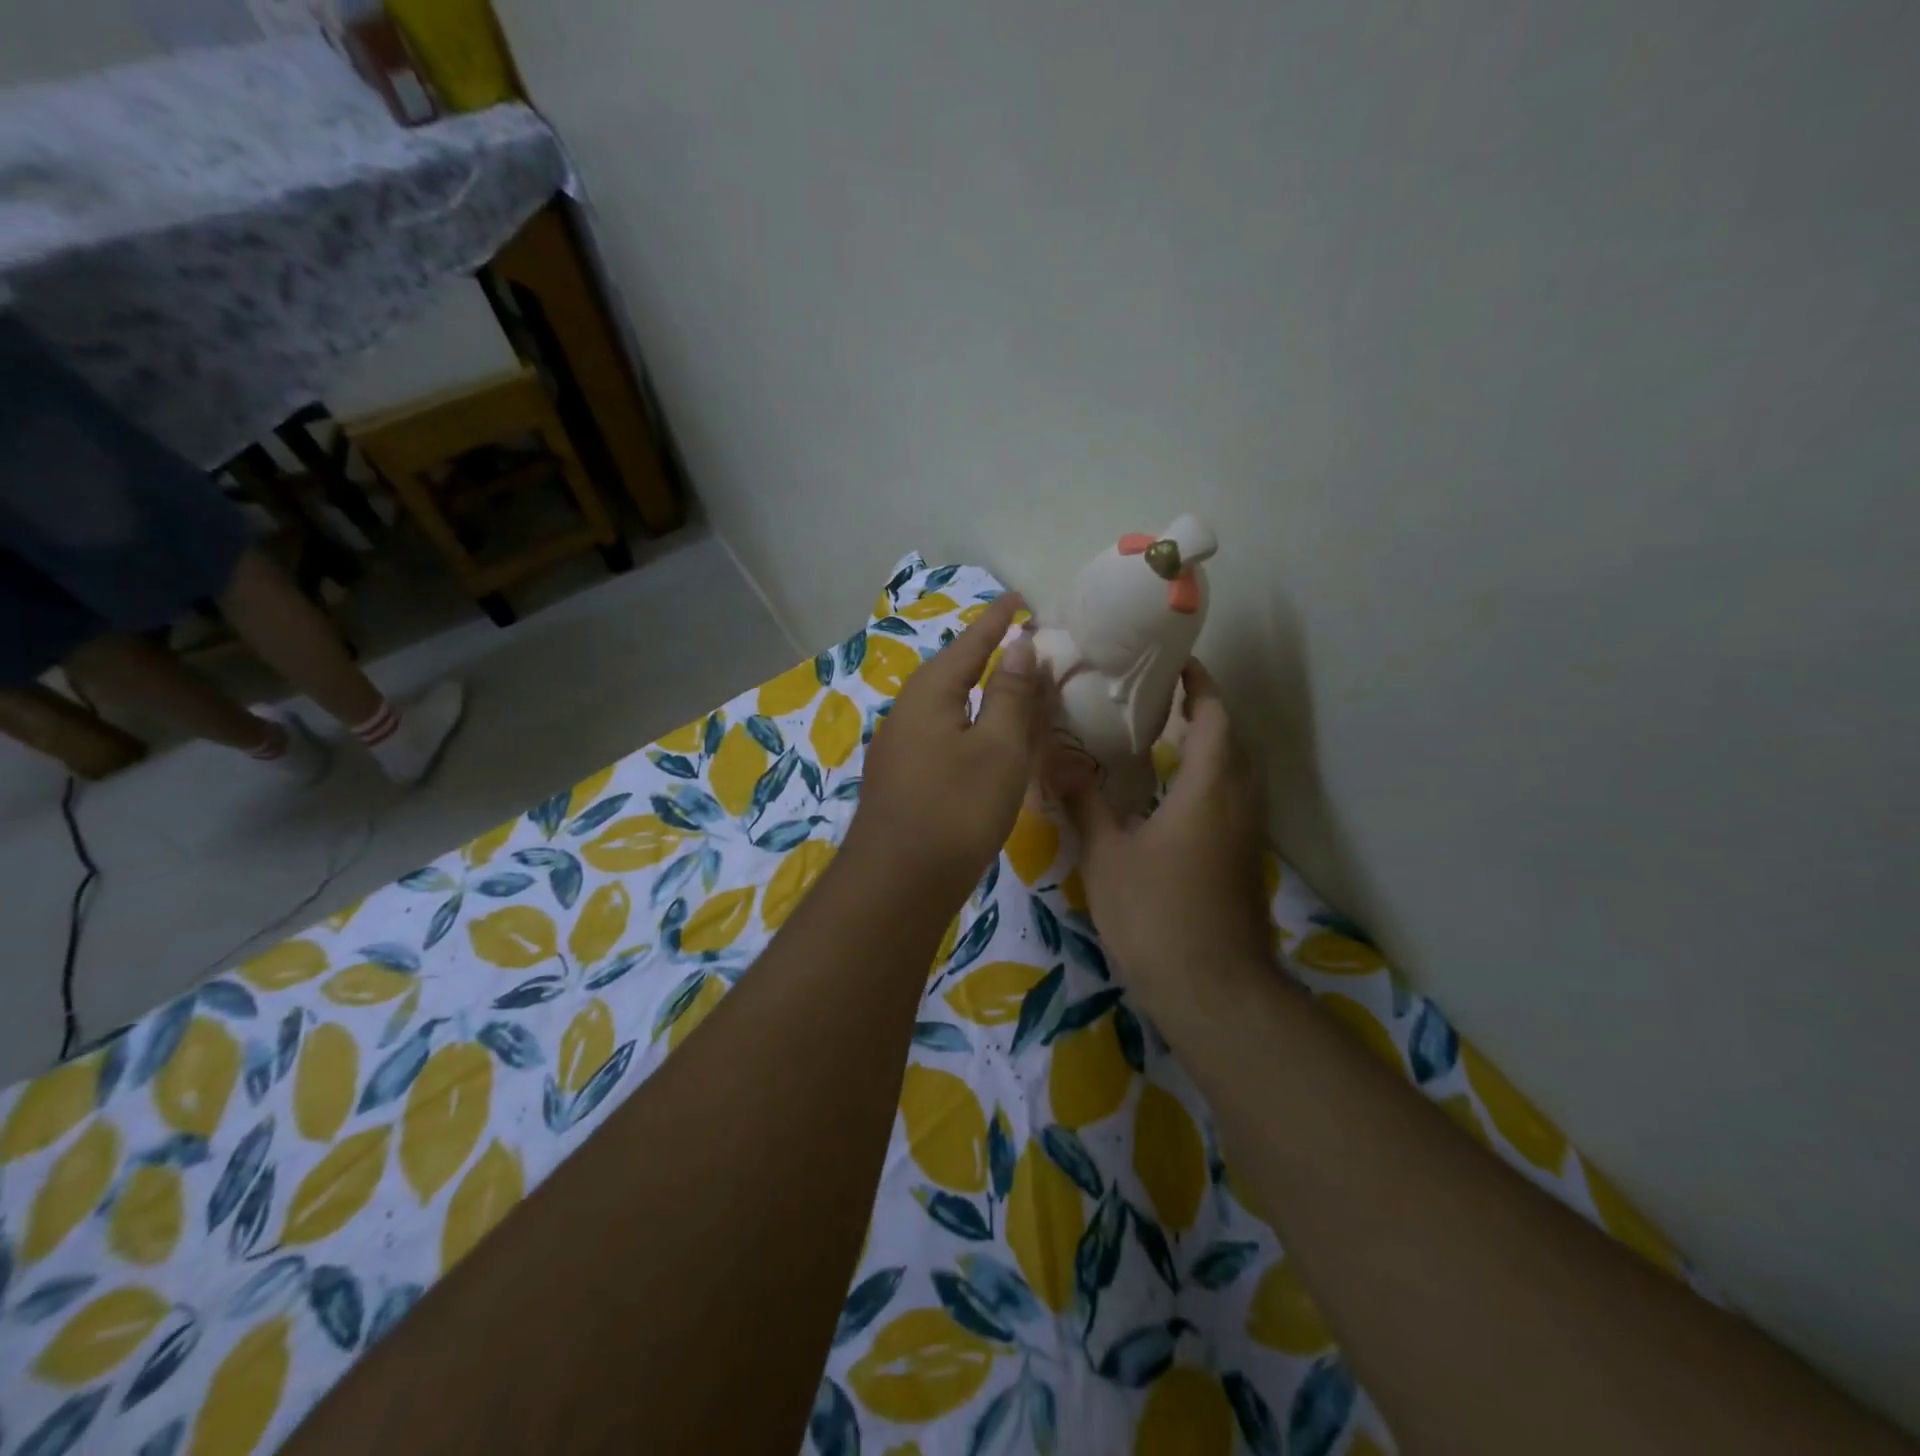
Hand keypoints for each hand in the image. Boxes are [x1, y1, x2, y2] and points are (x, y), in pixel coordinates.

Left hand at [847, 593, 1047, 900]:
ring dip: (976, 691)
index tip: (1020, 598)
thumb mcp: (997, 748)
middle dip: (985, 654)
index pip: (970, 643)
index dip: (997, 621)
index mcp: (929, 693)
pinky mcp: (900, 778)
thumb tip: (1018, 646)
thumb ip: (1008, 695)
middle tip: (1020, 643)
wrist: (897, 883)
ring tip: (1005, 686)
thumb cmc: (956, 808)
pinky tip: (978, 740)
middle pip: (951, 670)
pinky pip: (939, 733)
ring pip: (944, 705)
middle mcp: (905, 712)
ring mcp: (897, 747)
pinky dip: (966, 724)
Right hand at [1062, 660, 1270, 1012]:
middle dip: (1204, 710)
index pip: (1214, 717)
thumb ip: (1084, 801)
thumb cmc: (1157, 915)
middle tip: (1158, 696)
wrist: (1214, 992)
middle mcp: (1238, 801)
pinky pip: (1233, 799)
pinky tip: (1172, 796)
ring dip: (1210, 745)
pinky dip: (1210, 778)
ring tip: (1164, 736)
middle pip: (1232, 739)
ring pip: (1237, 771)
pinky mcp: (1244, 860)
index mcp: (1208, 788)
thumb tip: (1054, 758)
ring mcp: (1247, 834)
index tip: (1176, 661)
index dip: (1200, 684)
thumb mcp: (1107, 855)